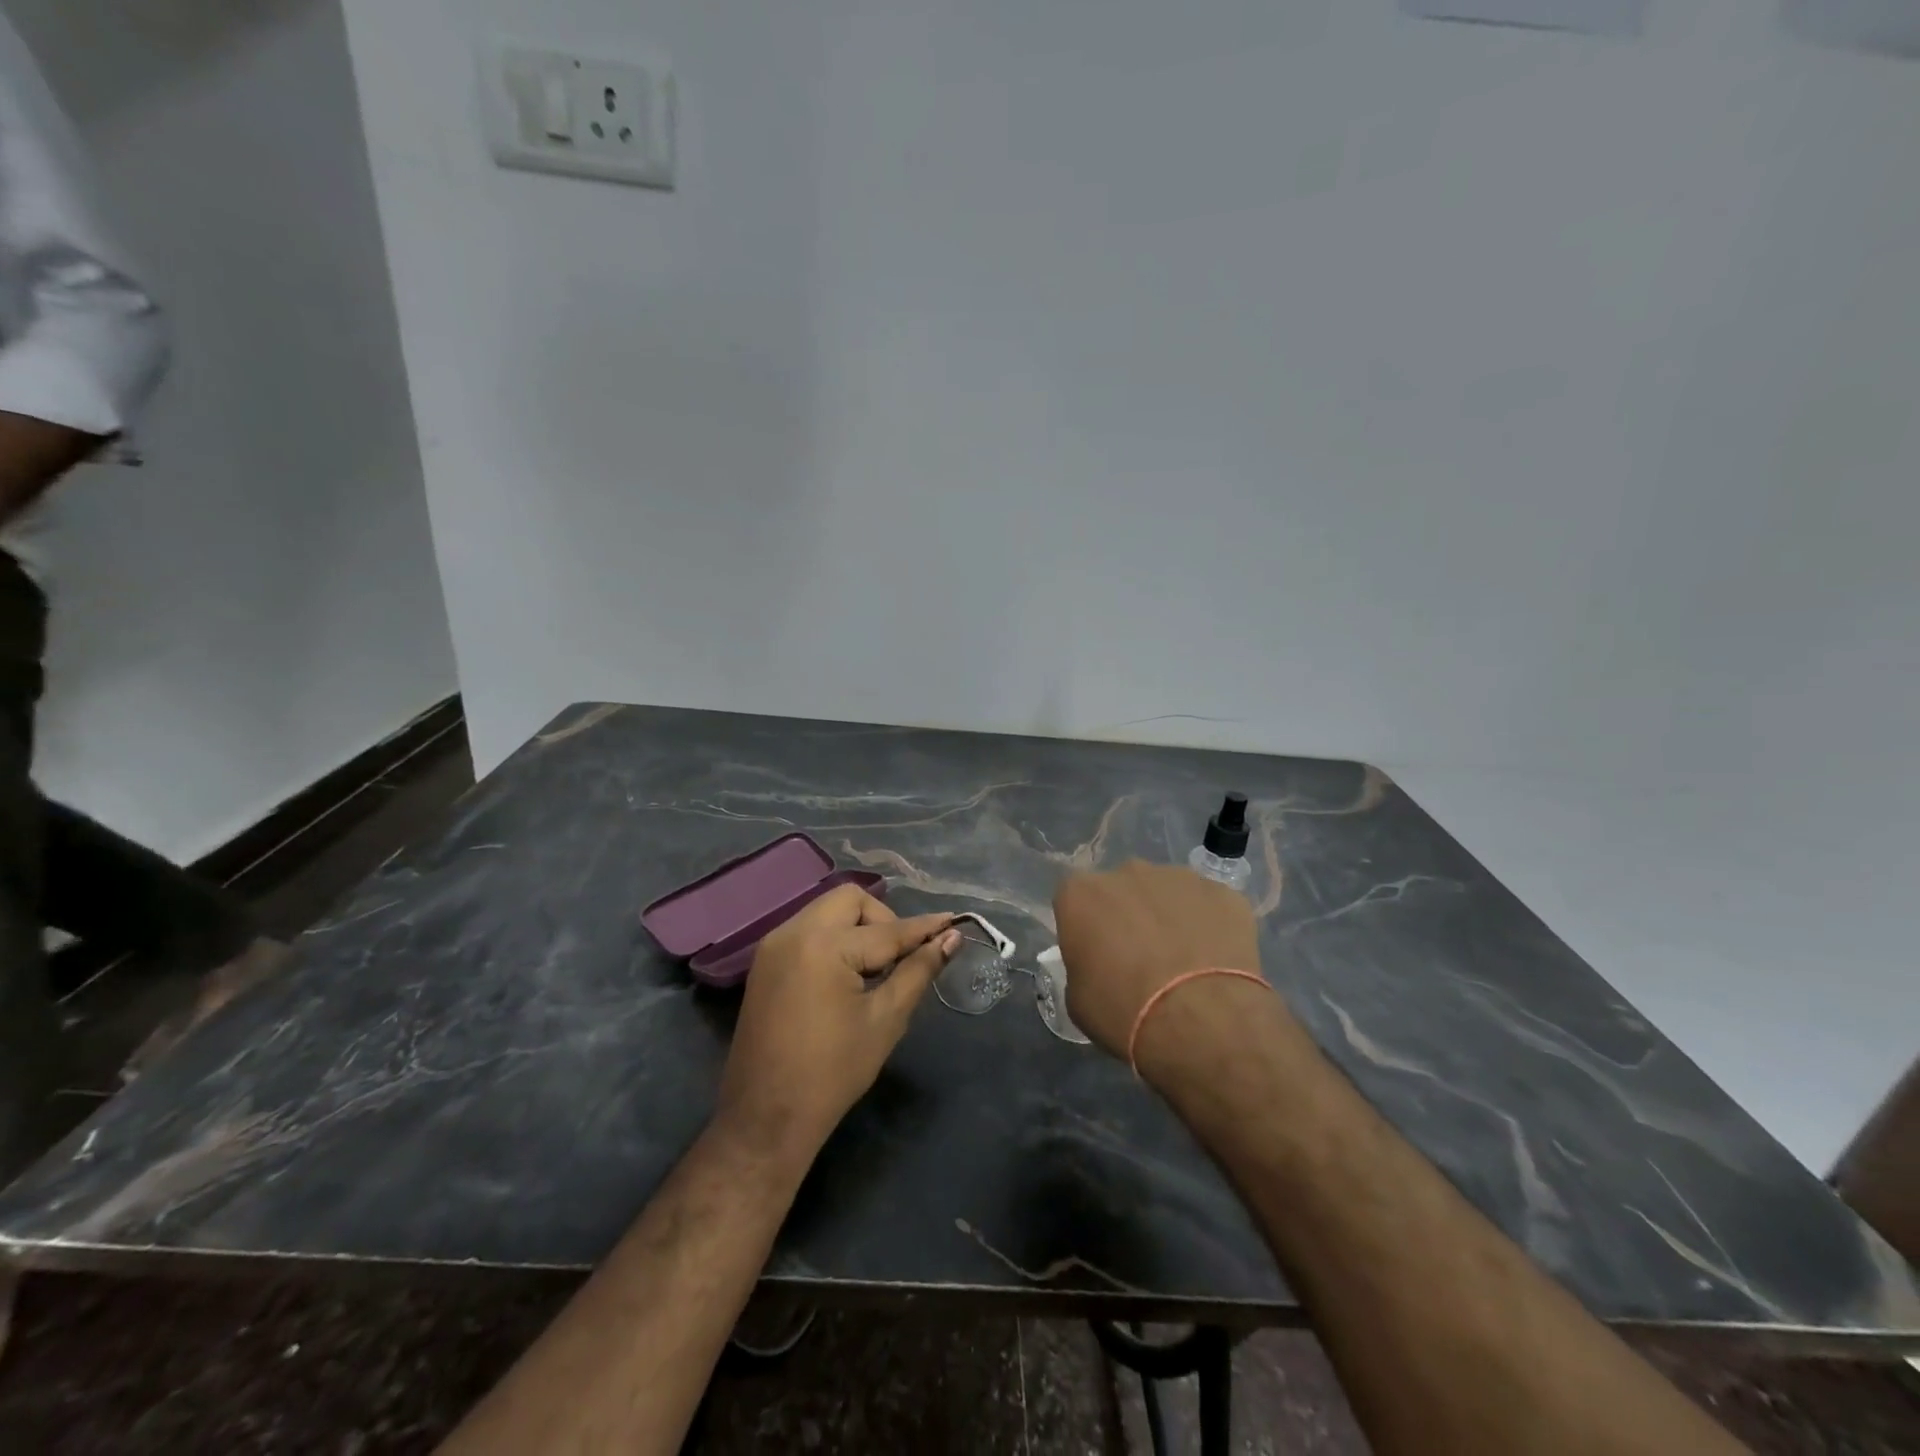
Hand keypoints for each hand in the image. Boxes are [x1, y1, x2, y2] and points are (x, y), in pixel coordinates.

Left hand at [716, 885, 958, 1162]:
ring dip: (857, 926)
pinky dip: (834, 938)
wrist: (766, 1118)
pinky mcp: (765, 961)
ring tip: (876, 968)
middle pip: (851, 900)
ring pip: (827, 910)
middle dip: (883, 919)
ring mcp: (773, 945)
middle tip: (901, 956)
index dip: (924, 928)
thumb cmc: (833, 1072)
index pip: (887, 929)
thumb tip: (951, 938)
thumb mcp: (885, 1019)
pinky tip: (847, 974)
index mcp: (824, 946)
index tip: (954, 922)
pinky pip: (808, 930)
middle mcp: (794, 932)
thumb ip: (918, 970)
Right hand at [1054, 861, 1282, 1091]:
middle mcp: (1127, 872)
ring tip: (1183, 962)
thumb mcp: (1078, 999)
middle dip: (1128, 914)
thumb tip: (1098, 962)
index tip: (1096, 954)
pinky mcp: (1222, 892)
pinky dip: (1209, 925)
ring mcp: (1179, 877)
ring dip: (1169, 917)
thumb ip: (1083, 963)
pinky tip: (1216, 961)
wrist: (1202, 1021)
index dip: (1085, 926)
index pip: (1074, 899)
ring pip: (1167, 893)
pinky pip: (1208, 905)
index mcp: (1081, 893)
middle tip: (1140, 957)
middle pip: (1122, 889)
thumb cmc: (1124, 1011)